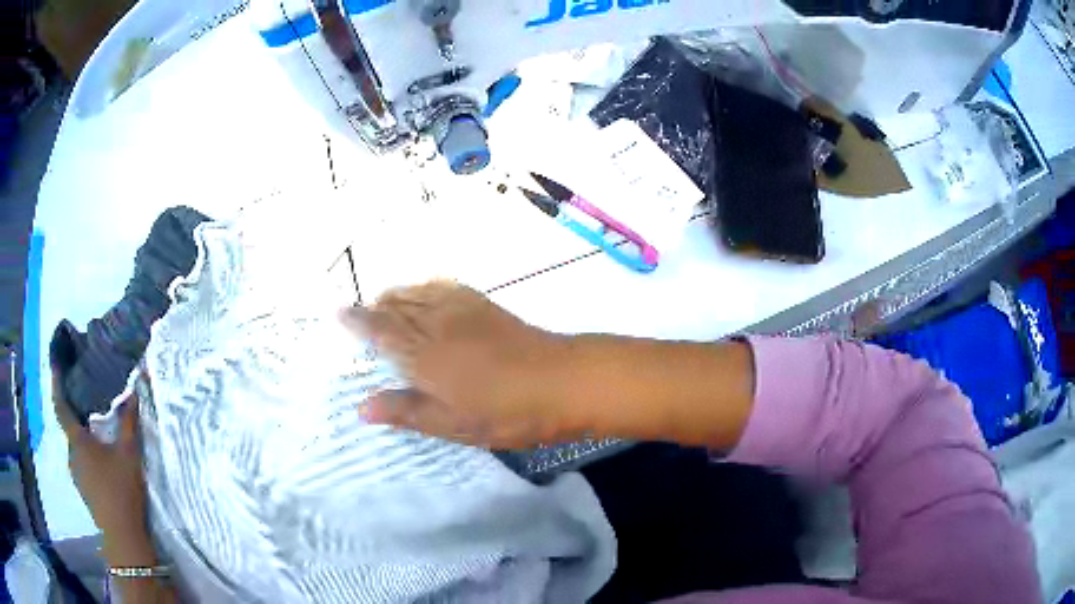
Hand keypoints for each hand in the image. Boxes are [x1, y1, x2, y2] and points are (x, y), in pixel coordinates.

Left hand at [53, 373, 155, 566]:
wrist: (123, 536)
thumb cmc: (121, 489)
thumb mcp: (129, 453)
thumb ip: (129, 421)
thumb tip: (134, 389)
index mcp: (77, 441)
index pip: (61, 406)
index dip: (56, 383)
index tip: (55, 363)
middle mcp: (71, 455)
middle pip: (70, 427)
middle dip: (76, 413)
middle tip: (88, 401)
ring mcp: (76, 475)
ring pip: (77, 447)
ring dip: (83, 437)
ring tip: (97, 431)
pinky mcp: (84, 490)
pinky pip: (81, 463)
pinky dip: (87, 454)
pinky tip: (101, 461)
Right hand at [342, 281, 574, 448]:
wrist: (561, 381)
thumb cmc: (506, 412)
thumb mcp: (452, 424)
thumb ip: (406, 411)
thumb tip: (362, 407)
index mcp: (422, 354)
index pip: (380, 329)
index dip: (358, 320)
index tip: (339, 312)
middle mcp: (436, 323)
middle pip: (396, 305)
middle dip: (375, 306)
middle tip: (363, 314)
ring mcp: (462, 309)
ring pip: (418, 292)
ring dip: (398, 295)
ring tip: (388, 304)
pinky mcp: (484, 304)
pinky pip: (444, 286)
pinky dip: (426, 287)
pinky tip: (427, 293)